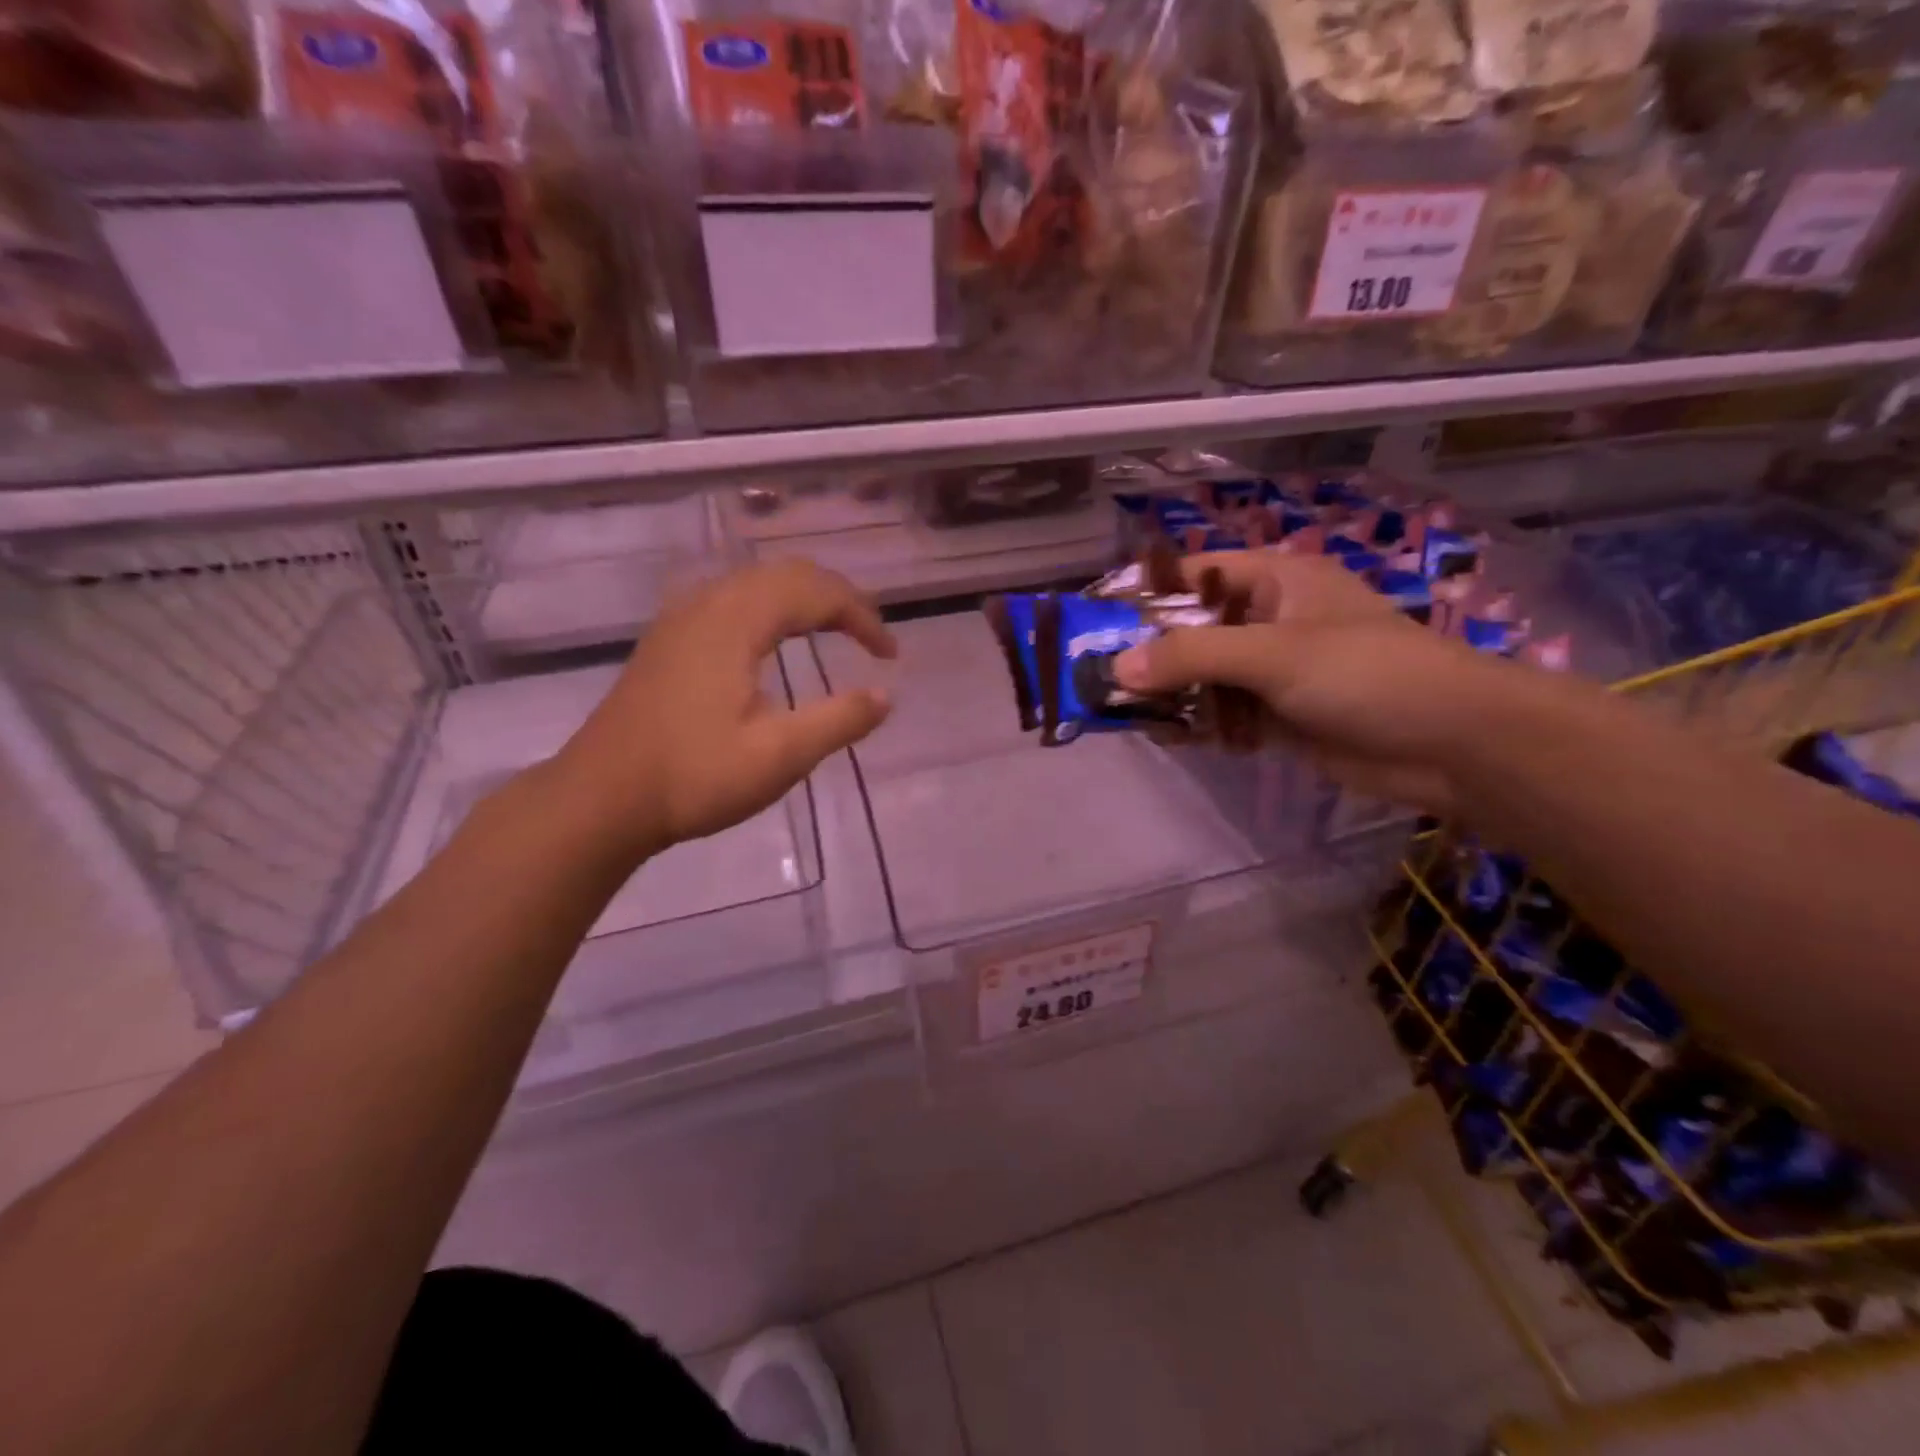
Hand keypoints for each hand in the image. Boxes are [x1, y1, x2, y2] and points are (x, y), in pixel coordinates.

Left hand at [553, 560, 895, 862]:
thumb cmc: (693, 776)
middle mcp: (708, 604)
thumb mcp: (780, 755)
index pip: (815, 593)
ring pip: (756, 582)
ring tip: (833, 630)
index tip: (890, 657)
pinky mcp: (667, 640)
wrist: (600, 799)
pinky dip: (771, 607)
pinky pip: (732, 600)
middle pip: (787, 574)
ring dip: (803, 598)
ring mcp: (681, 619)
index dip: (862, 617)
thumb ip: (839, 720)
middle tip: (870, 636)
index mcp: (736, 621)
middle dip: (837, 598)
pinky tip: (774, 641)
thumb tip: (885, 696)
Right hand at [1112, 550, 1530, 812]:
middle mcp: (1269, 621)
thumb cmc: (1365, 673)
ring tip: (1118, 711)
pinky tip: (1163, 735)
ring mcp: (1273, 672)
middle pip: (1192, 630)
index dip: (1145, 592)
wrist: (1451, 743)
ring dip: (1168, 693)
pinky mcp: (1278, 717)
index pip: (1194, 575)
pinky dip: (1195, 724)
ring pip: (1203, 676)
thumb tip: (1116, 668)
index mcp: (1275, 582)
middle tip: (1096, 675)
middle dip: (1149, 653)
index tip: (1096, 619)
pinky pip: (1222, 714)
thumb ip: (1192, 656)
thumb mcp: (1273, 653)